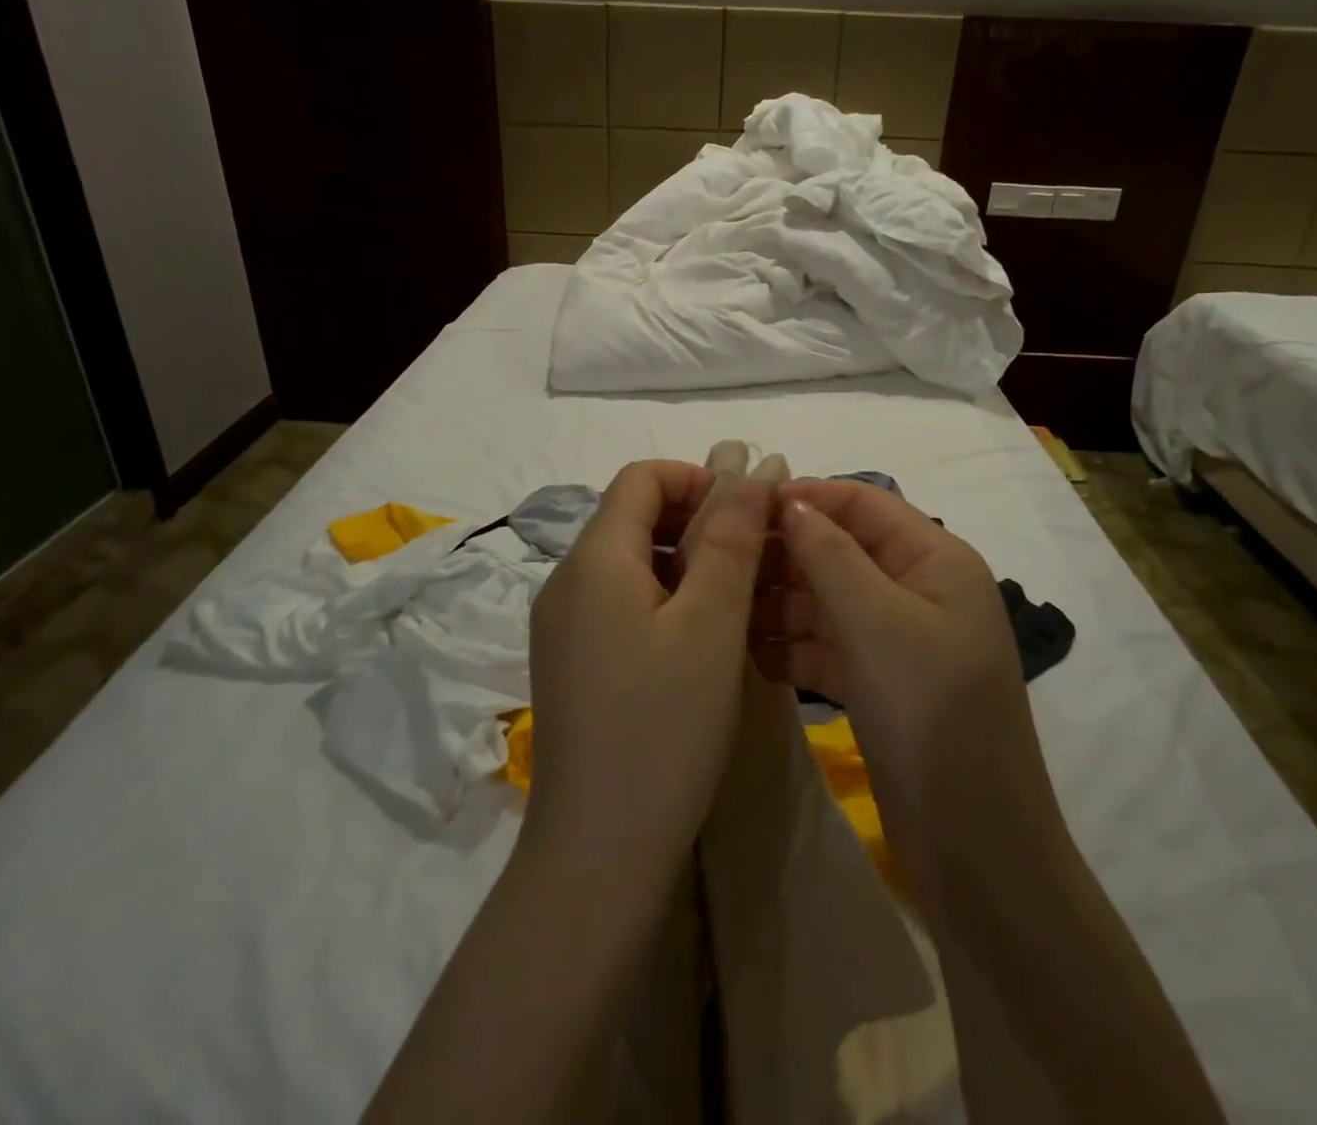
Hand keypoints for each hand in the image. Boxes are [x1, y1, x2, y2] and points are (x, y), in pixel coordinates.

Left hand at [523, 460, 771, 884]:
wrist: (598, 853)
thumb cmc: (664, 727)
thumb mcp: (711, 622)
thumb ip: (731, 536)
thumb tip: (754, 463)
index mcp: (592, 558)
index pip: (642, 477)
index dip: (699, 478)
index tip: (749, 516)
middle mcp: (565, 580)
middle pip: (632, 516)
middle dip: (697, 521)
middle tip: (755, 562)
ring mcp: (562, 624)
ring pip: (629, 561)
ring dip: (685, 562)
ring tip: (737, 602)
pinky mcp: (570, 661)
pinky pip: (619, 602)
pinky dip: (664, 599)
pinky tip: (699, 642)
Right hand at [753, 479, 1052, 860]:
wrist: (976, 848)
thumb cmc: (932, 715)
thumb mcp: (878, 623)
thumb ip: (830, 556)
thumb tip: (791, 501)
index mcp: (935, 560)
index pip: (863, 502)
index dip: (805, 497)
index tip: (739, 505)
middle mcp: (918, 590)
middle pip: (841, 550)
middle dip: (785, 554)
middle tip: (719, 566)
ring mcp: (898, 639)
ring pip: (828, 600)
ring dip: (780, 603)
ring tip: (724, 612)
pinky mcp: (879, 682)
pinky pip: (827, 645)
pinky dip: (792, 646)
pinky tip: (751, 654)